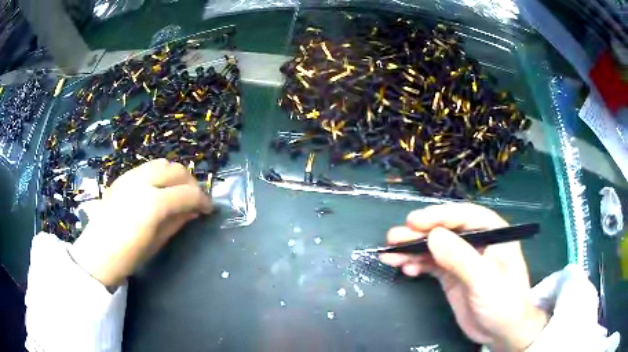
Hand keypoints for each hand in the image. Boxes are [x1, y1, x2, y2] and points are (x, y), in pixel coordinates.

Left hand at [69, 159, 211, 287]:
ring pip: (162, 163)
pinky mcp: (122, 177)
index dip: (203, 200)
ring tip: (176, 192)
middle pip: (176, 170)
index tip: (208, 209)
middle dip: (191, 183)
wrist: (97, 254)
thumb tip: (195, 211)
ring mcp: (130, 176)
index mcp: (154, 203)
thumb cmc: (129, 256)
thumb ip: (178, 221)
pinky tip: (157, 190)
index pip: (188, 193)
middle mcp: (143, 181)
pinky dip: (159, 174)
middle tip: (194, 199)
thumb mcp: (158, 242)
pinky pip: (147, 167)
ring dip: (175, 175)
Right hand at [380, 203, 547, 350]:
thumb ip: (461, 258)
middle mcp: (477, 242)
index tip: (413, 222)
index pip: (464, 216)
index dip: (439, 216)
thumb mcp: (484, 281)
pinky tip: (406, 269)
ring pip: (435, 248)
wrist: (502, 332)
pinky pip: (432, 265)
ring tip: (390, 255)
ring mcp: (463, 260)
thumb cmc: (503, 302)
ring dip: (413, 250)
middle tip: (393, 238)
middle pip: (446, 231)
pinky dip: (418, 265)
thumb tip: (433, 235)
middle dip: (419, 234)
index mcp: (493, 233)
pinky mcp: (452, 276)